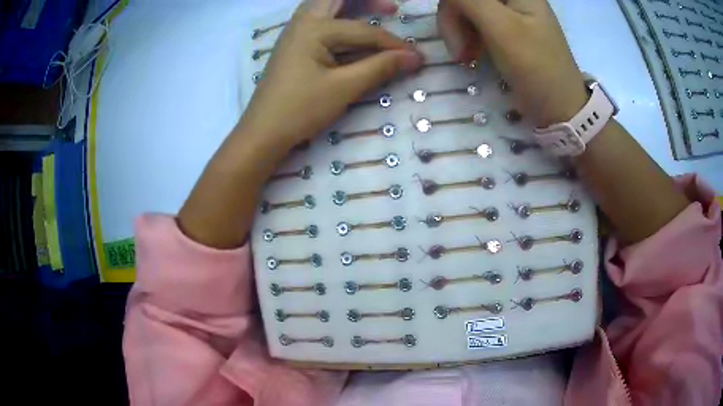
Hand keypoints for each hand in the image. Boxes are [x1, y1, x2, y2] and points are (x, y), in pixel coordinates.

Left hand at [240, 0, 423, 145]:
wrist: (262, 132)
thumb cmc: (300, 109)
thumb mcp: (344, 88)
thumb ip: (380, 68)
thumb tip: (414, 57)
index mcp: (314, 28)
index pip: (364, 31)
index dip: (393, 44)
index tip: (417, 57)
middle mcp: (302, 22)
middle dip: (366, 1)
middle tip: (390, 8)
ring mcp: (294, 32)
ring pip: (324, 6)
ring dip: (349, 6)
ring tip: (375, 13)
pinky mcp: (293, 45)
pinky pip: (318, 20)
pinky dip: (337, 19)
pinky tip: (349, 30)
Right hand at [438, 0, 587, 127]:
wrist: (560, 107)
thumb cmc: (535, 67)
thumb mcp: (501, 28)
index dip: (453, 4)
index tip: (451, 29)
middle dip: (454, 19)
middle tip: (458, 51)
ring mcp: (507, 11)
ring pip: (465, 8)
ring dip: (458, 31)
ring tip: (465, 57)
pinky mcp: (504, 27)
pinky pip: (474, 22)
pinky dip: (467, 37)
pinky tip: (471, 54)